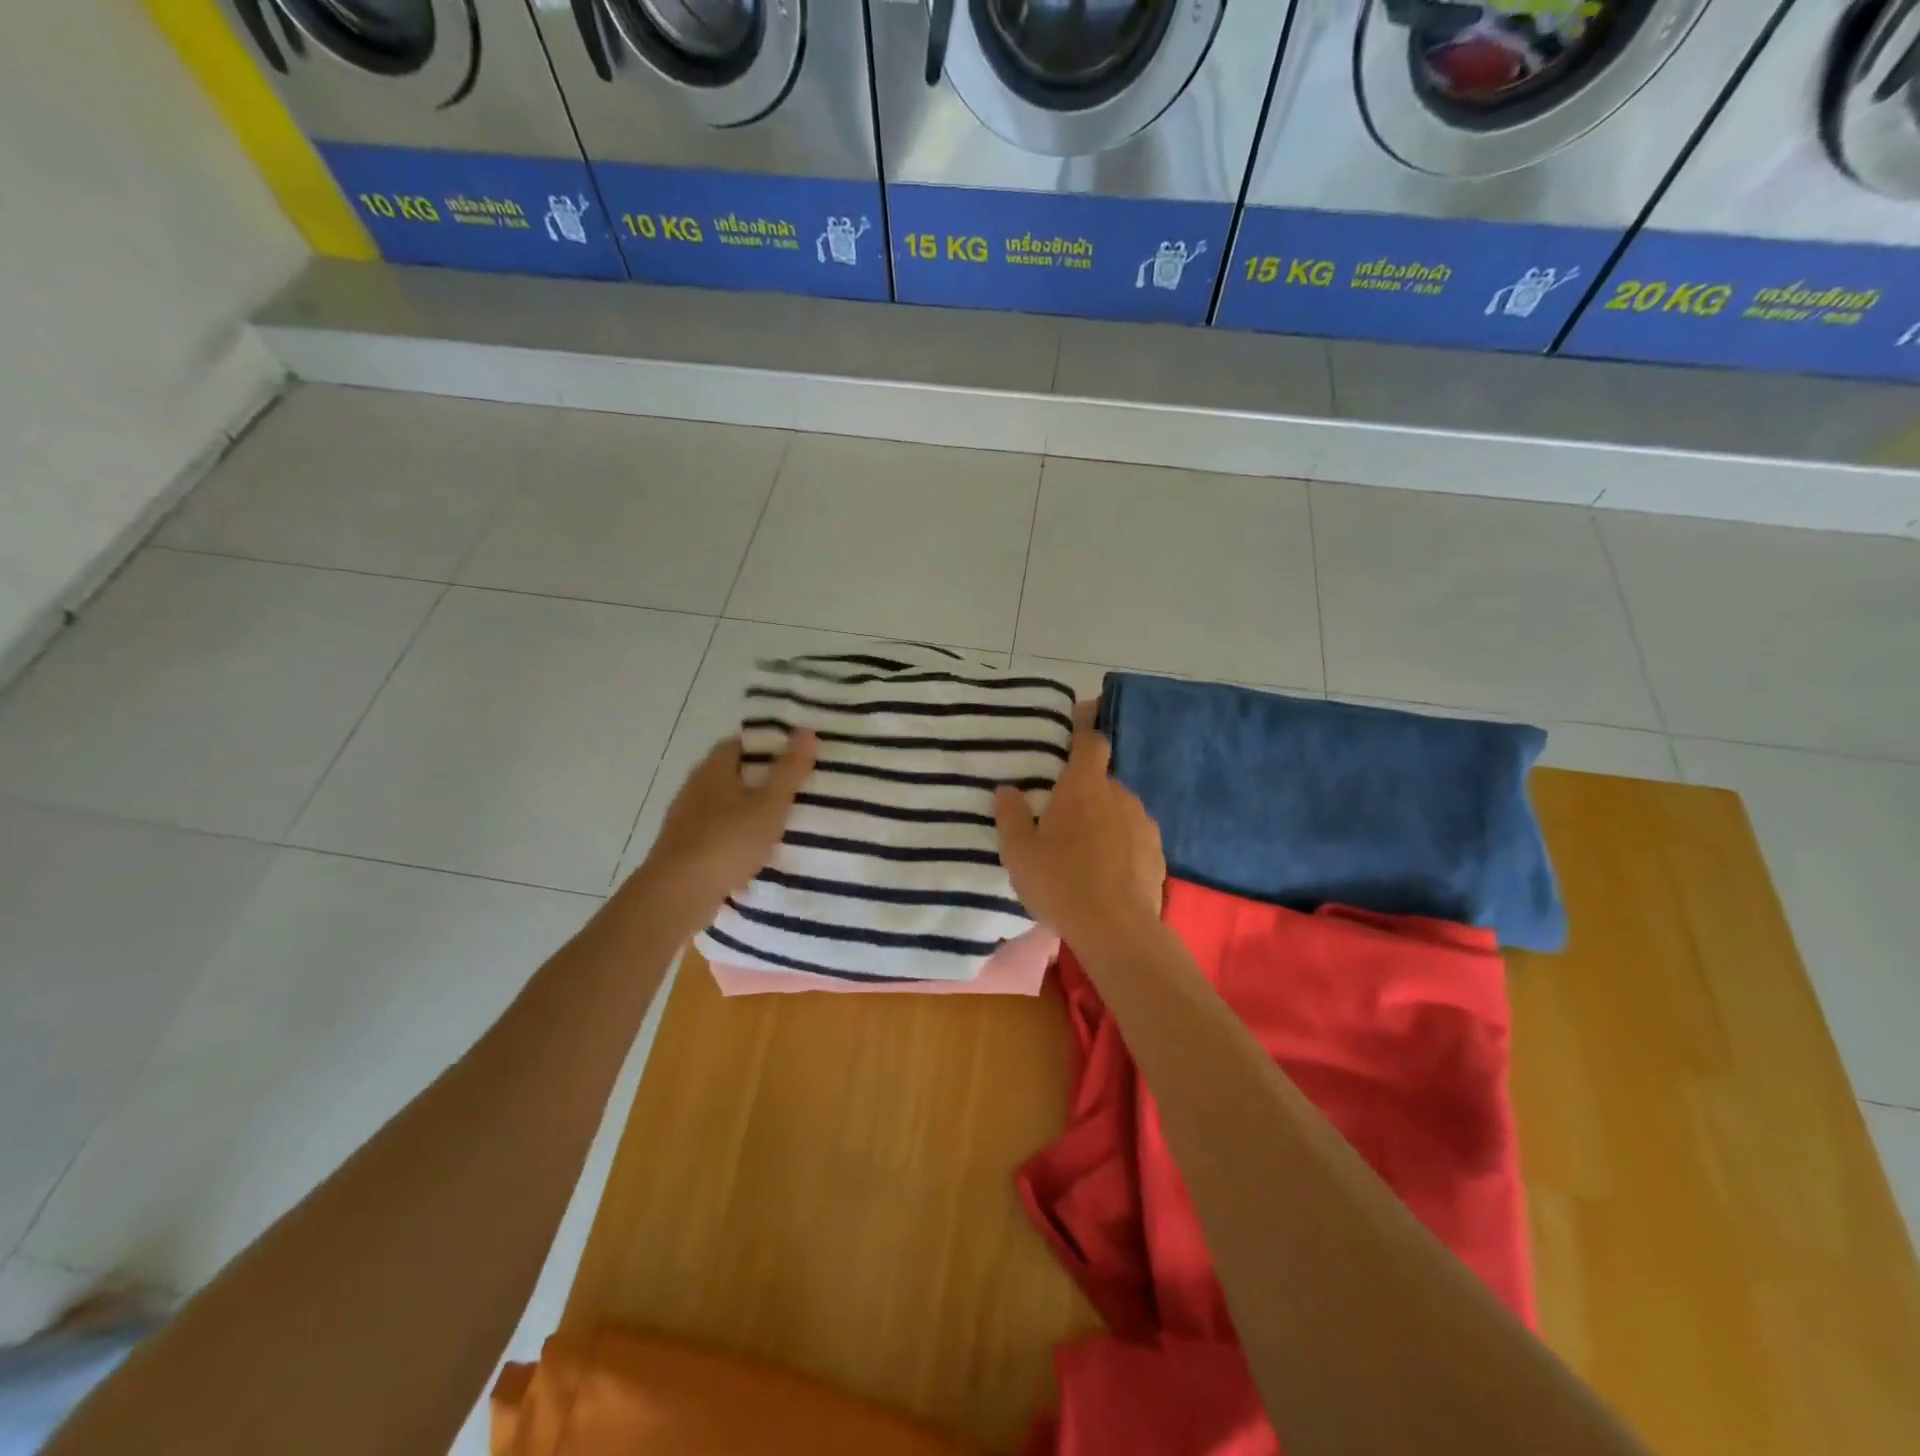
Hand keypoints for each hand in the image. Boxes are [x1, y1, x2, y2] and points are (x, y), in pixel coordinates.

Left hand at [632, 730, 815, 932]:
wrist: (678, 894)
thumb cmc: (727, 841)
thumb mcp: (769, 804)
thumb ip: (789, 770)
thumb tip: (806, 730)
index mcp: (713, 769)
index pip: (740, 744)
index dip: (767, 746)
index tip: (795, 756)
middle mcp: (695, 788)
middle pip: (732, 773)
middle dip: (761, 779)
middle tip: (796, 788)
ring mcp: (686, 819)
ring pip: (724, 804)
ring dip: (749, 809)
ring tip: (782, 821)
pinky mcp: (684, 847)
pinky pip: (717, 831)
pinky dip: (737, 834)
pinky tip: (756, 850)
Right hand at [994, 724, 1164, 950]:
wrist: (1117, 930)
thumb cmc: (1060, 882)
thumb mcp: (1019, 852)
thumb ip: (1010, 815)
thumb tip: (1007, 790)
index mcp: (1084, 786)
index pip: (1091, 741)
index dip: (1085, 728)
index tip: (1081, 717)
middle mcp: (1118, 795)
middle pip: (1101, 781)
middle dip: (1084, 793)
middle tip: (1062, 820)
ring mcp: (1143, 823)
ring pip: (1118, 810)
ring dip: (1103, 821)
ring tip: (1084, 853)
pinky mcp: (1157, 852)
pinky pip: (1133, 837)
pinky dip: (1121, 846)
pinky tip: (1107, 874)